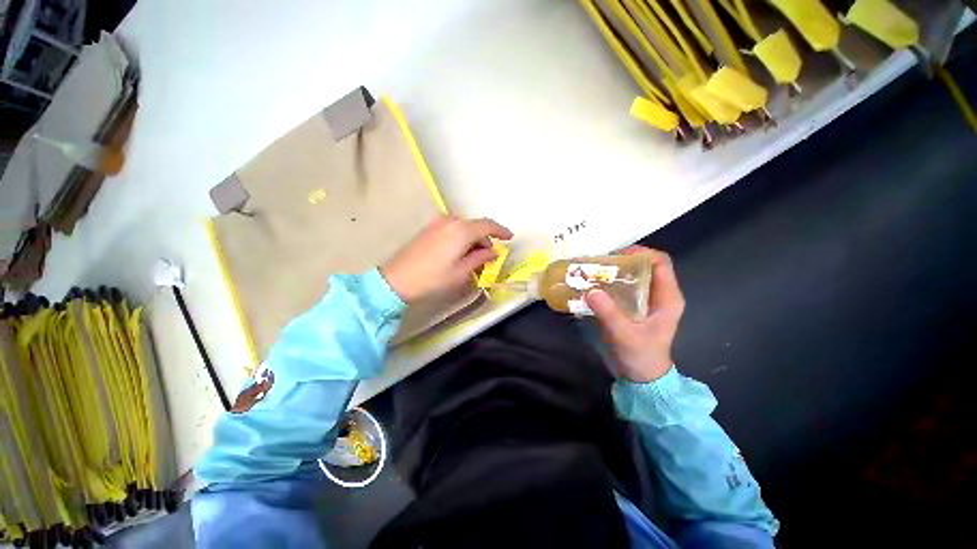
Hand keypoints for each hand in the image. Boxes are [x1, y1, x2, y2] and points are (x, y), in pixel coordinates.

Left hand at [381, 215, 512, 302]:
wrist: (397, 279)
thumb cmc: (433, 278)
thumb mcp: (461, 272)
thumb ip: (480, 258)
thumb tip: (493, 252)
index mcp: (462, 230)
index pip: (488, 225)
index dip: (501, 231)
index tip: (510, 238)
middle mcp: (451, 220)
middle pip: (476, 226)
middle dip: (486, 239)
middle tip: (489, 257)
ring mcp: (438, 222)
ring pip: (465, 227)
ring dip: (473, 239)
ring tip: (474, 257)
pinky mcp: (429, 228)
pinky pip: (453, 228)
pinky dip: (462, 238)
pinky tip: (460, 252)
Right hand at [585, 247, 683, 382]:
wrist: (642, 378)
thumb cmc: (641, 356)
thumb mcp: (625, 335)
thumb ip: (609, 313)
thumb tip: (590, 290)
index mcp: (667, 297)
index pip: (660, 262)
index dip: (640, 253)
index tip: (616, 256)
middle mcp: (658, 294)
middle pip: (643, 266)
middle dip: (621, 261)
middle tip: (597, 263)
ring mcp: (645, 300)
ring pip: (631, 276)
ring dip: (612, 272)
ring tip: (591, 272)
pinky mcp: (632, 307)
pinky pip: (621, 288)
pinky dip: (607, 284)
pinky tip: (592, 286)